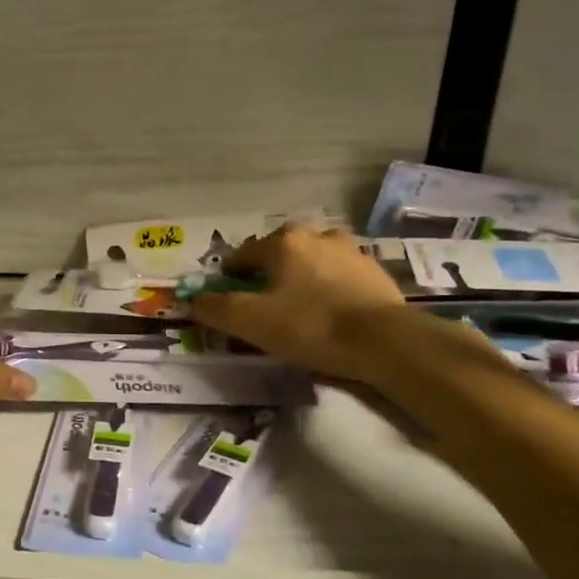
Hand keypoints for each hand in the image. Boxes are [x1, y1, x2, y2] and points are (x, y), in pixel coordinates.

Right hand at [190, 225, 406, 379]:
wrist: (386, 342)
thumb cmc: (310, 325)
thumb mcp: (250, 321)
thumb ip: (215, 308)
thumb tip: (192, 300)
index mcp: (283, 242)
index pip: (243, 255)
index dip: (229, 278)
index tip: (227, 302)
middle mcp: (316, 236)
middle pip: (279, 254)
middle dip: (267, 275)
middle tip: (263, 306)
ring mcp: (351, 252)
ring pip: (312, 262)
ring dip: (300, 279)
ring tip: (298, 310)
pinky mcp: (376, 273)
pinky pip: (339, 277)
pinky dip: (328, 290)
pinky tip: (329, 314)